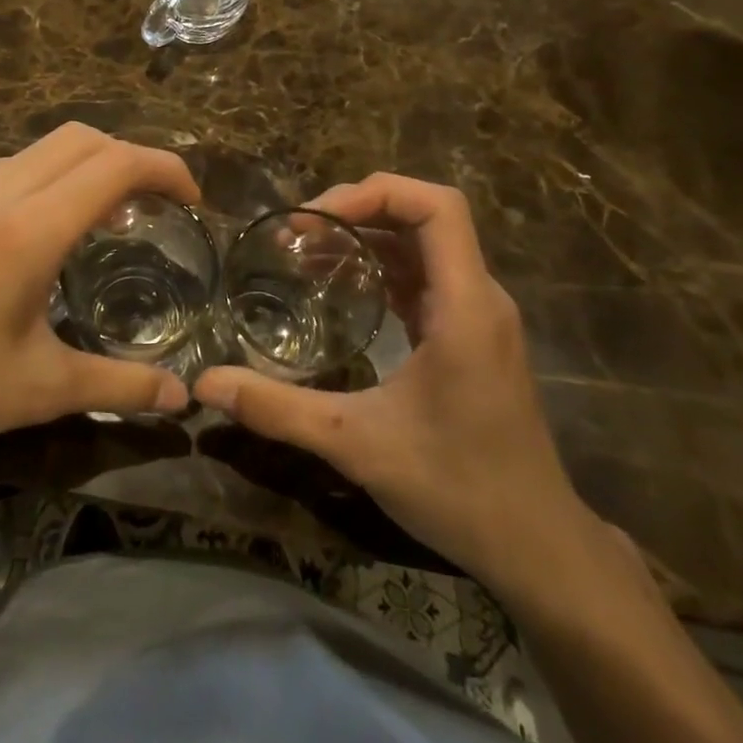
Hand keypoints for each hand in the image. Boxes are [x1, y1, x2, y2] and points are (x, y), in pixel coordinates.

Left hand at [0, 126, 196, 485]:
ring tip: (114, 214)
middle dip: (132, 157)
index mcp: (28, 229)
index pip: (115, 165)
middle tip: (160, 204)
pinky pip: (15, 165)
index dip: (165, 168)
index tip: (192, 200)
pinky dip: (54, 174)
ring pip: (46, 146)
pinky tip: (52, 225)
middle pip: (84, 138)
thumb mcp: (38, 390)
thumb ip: (118, 385)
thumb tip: (181, 399)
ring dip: (91, 163)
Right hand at [194, 173, 597, 598]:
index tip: (317, 216)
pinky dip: (380, 266)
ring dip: (367, 236)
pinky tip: (339, 286)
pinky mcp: (470, 335)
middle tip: (297, 231)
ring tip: (305, 250)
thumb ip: (278, 410)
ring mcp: (478, 315)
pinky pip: (424, 276)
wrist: (537, 548)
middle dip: (359, 209)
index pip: (438, 207)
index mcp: (465, 307)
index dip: (377, 193)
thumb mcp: (357, 446)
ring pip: (423, 244)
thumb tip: (205, 383)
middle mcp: (479, 297)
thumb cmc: (458, 489)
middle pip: (426, 215)